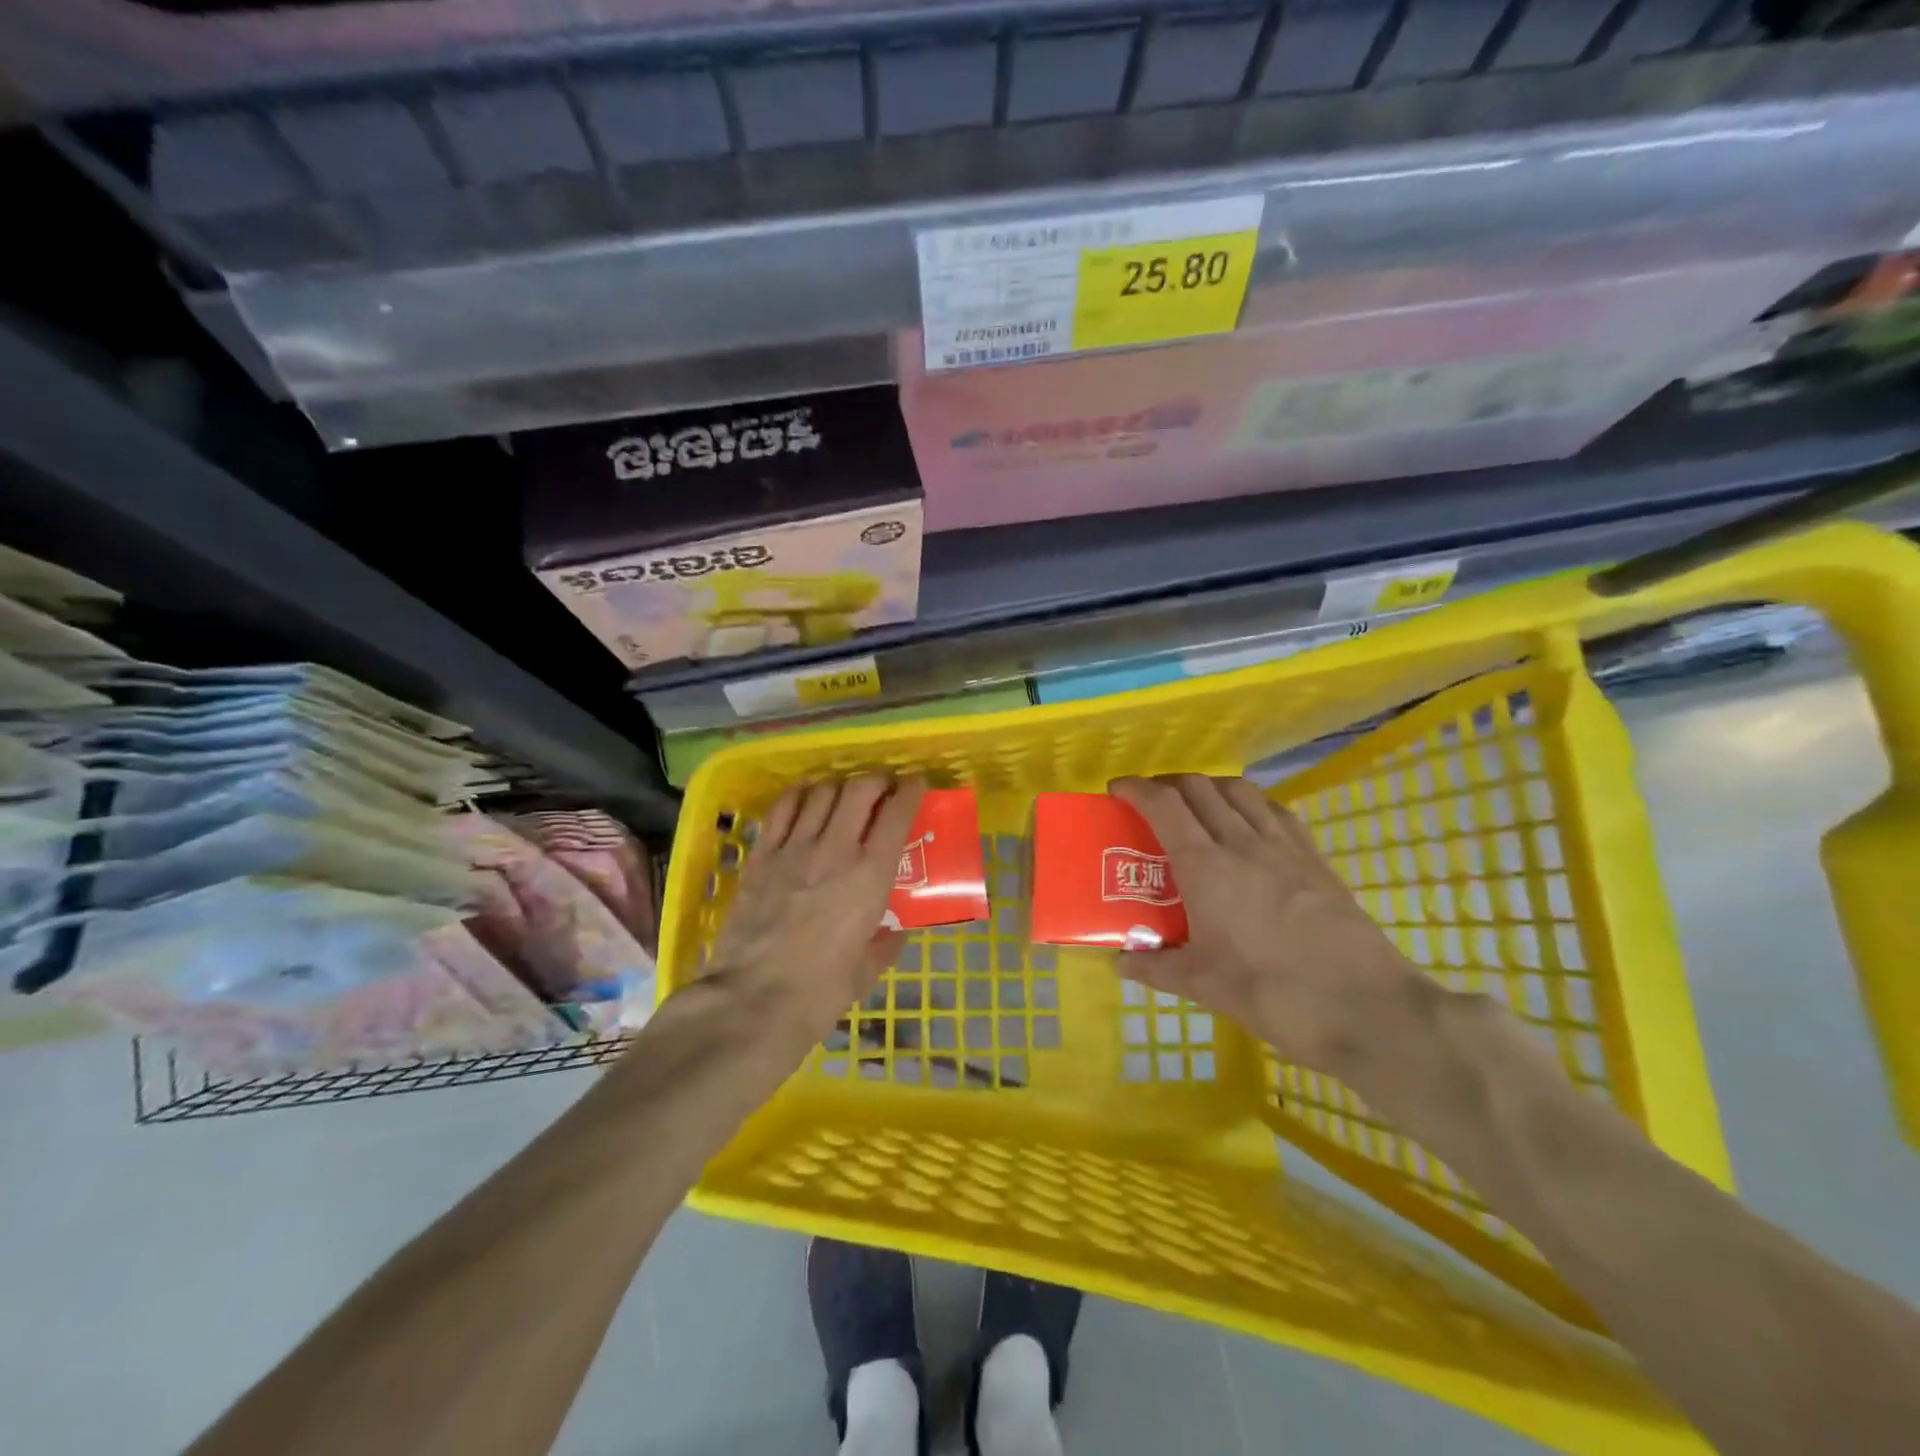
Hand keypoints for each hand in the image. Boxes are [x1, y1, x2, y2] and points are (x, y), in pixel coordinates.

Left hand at [707, 775, 925, 1048]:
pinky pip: (782, 808)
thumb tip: (895, 932)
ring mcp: (794, 848)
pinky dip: (800, 795)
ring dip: (840, 787)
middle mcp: (836, 849)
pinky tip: (806, 799)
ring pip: (822, 792)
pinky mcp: (761, 855)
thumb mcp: (867, 971)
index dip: (910, 791)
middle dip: (876, 781)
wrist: (753, 1000)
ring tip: (844, 797)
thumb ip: (885, 944)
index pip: (897, 814)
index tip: (916, 784)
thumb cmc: (820, 992)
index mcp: (871, 875)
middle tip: (882, 790)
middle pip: (860, 789)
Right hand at [1109, 774, 1425, 1073]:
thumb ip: (1155, 967)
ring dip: (1210, 787)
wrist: (1365, 1008)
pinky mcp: (1316, 859)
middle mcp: (1243, 843)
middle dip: (1168, 784)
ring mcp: (1285, 847)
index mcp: (1206, 867)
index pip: (1164, 806)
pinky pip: (1277, 811)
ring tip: (1198, 807)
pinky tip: (1250, 825)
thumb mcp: (1203, 985)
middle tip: (1152, 801)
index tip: (1118, 790)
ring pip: (1241, 791)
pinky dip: (1251, 804)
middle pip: (1200, 788)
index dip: (1136, 789)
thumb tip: (1119, 962)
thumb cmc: (1273, 994)